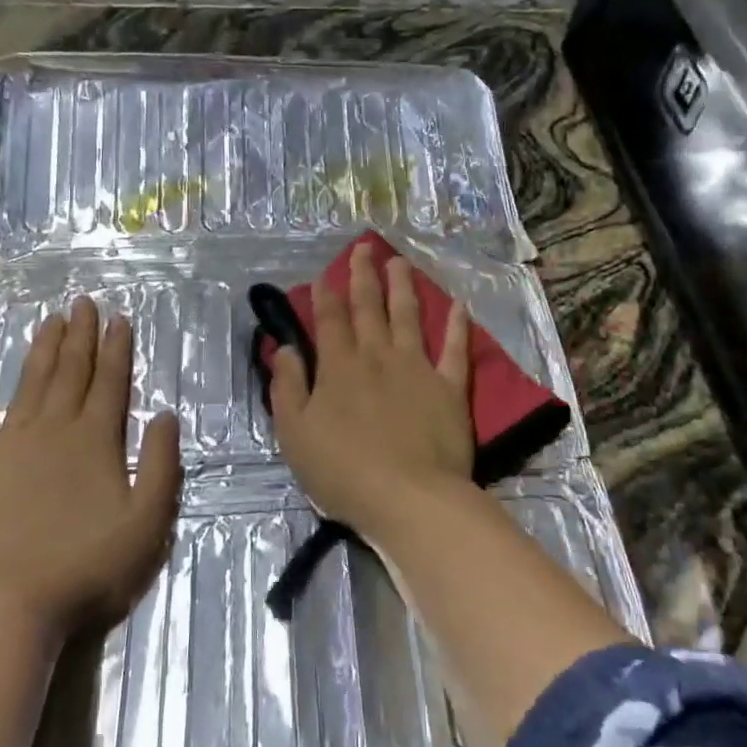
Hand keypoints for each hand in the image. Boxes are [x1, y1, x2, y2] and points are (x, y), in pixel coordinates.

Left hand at [0, 296, 182, 630]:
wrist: (9, 604)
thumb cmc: (89, 565)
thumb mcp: (149, 520)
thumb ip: (162, 464)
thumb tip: (166, 414)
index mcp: (95, 439)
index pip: (111, 381)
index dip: (117, 347)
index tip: (118, 317)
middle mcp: (53, 429)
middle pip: (70, 372)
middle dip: (80, 335)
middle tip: (82, 302)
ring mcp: (8, 445)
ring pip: (28, 384)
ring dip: (41, 350)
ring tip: (49, 321)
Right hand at [269, 245, 474, 536]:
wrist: (408, 497)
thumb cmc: (343, 471)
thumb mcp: (295, 434)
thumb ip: (288, 387)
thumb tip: (287, 350)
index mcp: (339, 368)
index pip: (330, 321)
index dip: (325, 296)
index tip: (324, 276)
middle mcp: (378, 357)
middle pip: (369, 308)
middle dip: (363, 276)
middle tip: (364, 249)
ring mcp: (417, 369)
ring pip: (409, 317)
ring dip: (403, 287)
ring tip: (399, 262)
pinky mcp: (450, 388)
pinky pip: (455, 351)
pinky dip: (457, 327)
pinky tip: (459, 306)